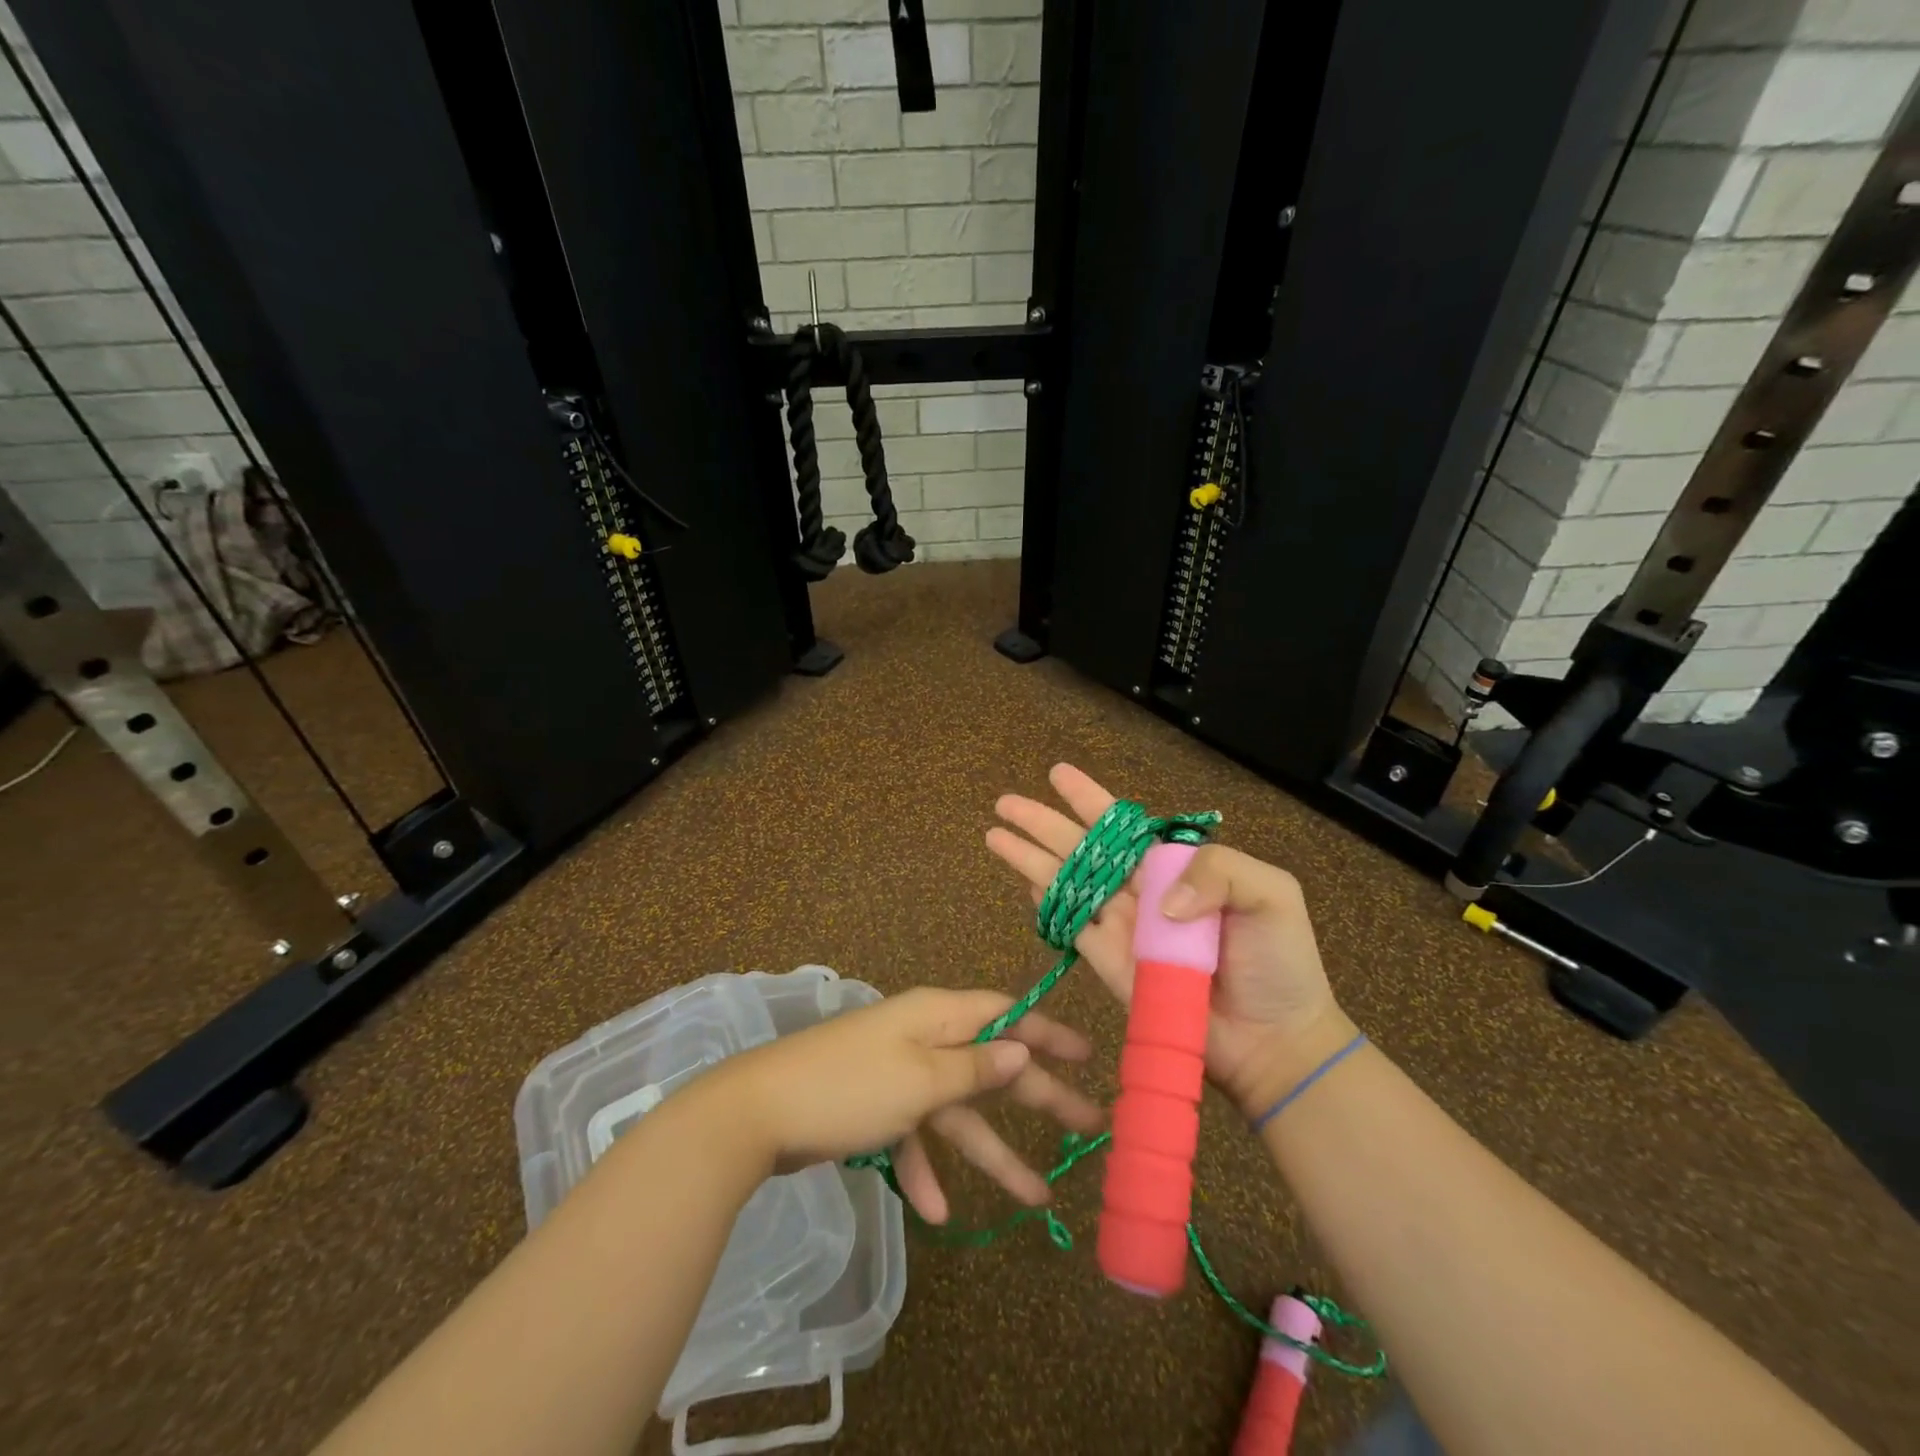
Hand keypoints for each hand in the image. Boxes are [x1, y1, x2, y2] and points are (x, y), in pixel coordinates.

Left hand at [701, 986, 1103, 1223]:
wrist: (758, 1113)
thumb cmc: (849, 1086)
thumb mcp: (920, 1079)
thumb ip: (974, 1068)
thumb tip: (1020, 1048)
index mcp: (935, 1016)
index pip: (1005, 1013)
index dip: (1047, 1031)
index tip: (1087, 1055)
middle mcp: (922, 1038)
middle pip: (990, 1065)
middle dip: (1037, 1095)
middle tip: (1088, 1124)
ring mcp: (898, 1074)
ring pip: (957, 1110)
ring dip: (991, 1151)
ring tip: (1037, 1195)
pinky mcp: (875, 1107)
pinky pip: (913, 1135)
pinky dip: (926, 1168)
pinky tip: (937, 1209)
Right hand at [987, 763, 1355, 1116]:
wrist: (1276, 1040)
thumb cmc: (1279, 962)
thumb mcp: (1270, 894)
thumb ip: (1217, 872)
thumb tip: (1155, 899)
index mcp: (1175, 868)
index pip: (1123, 825)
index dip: (1089, 799)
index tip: (1057, 774)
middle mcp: (1142, 891)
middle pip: (1082, 848)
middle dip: (1043, 824)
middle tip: (1005, 803)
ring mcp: (1123, 929)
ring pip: (1066, 883)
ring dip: (1030, 859)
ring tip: (995, 835)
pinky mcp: (1111, 966)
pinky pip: (1073, 929)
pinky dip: (1048, 905)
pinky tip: (1024, 884)